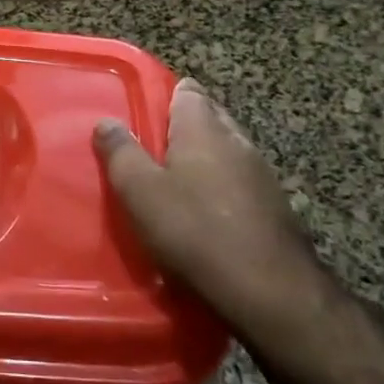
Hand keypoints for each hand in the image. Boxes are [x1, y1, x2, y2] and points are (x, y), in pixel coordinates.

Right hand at [95, 80, 328, 347]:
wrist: (271, 293)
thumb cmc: (195, 232)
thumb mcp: (140, 192)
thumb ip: (121, 153)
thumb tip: (107, 122)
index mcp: (204, 128)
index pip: (188, 91)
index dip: (166, 96)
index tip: (144, 113)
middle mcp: (237, 141)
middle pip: (209, 119)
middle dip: (184, 128)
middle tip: (152, 149)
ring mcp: (263, 175)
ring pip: (227, 153)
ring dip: (204, 161)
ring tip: (176, 183)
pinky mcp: (276, 209)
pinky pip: (240, 185)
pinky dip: (222, 190)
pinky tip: (206, 216)